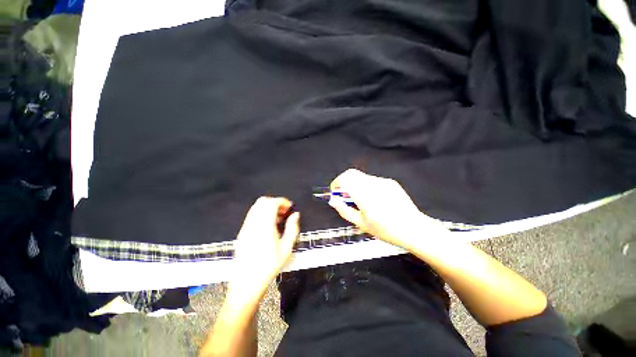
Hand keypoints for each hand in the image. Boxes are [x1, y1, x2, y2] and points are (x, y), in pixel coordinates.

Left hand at [230, 197, 299, 300]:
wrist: (247, 282)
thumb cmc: (269, 266)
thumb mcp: (286, 248)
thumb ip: (292, 228)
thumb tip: (295, 215)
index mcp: (264, 225)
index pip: (272, 203)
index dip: (282, 201)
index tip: (289, 207)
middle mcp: (253, 223)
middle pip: (262, 201)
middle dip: (275, 203)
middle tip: (284, 212)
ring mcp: (245, 227)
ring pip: (256, 207)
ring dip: (268, 208)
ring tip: (277, 219)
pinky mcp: (241, 232)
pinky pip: (251, 215)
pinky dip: (261, 214)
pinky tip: (268, 226)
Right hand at [329, 169, 448, 249]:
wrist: (414, 228)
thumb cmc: (386, 230)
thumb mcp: (361, 224)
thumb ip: (344, 210)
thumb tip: (334, 200)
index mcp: (365, 196)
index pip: (345, 179)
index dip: (337, 183)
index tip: (336, 192)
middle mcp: (373, 184)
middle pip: (352, 174)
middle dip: (345, 183)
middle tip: (346, 197)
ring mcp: (383, 182)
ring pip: (362, 177)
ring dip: (355, 185)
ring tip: (361, 200)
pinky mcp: (390, 182)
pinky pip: (372, 180)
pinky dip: (366, 186)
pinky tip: (374, 199)